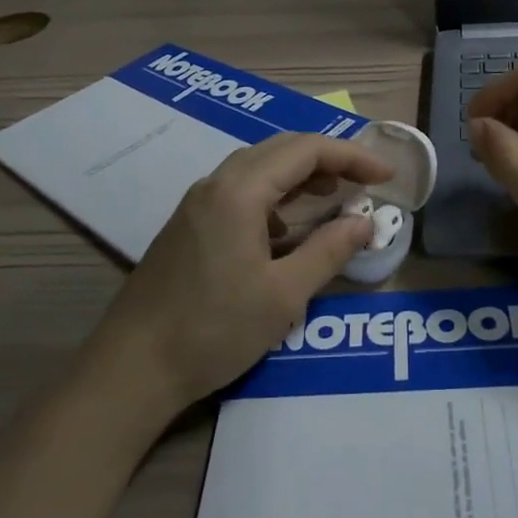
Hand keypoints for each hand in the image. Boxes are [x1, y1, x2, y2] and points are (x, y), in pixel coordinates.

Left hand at [93, 132, 392, 410]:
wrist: (131, 369)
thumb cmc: (213, 330)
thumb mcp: (283, 295)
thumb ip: (329, 251)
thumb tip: (365, 222)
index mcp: (240, 191)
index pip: (306, 150)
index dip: (352, 157)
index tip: (386, 176)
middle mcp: (216, 183)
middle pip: (281, 149)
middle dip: (328, 159)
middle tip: (364, 182)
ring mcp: (197, 203)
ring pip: (259, 167)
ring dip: (300, 175)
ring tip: (334, 198)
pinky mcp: (189, 224)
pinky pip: (240, 190)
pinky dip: (275, 195)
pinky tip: (286, 228)